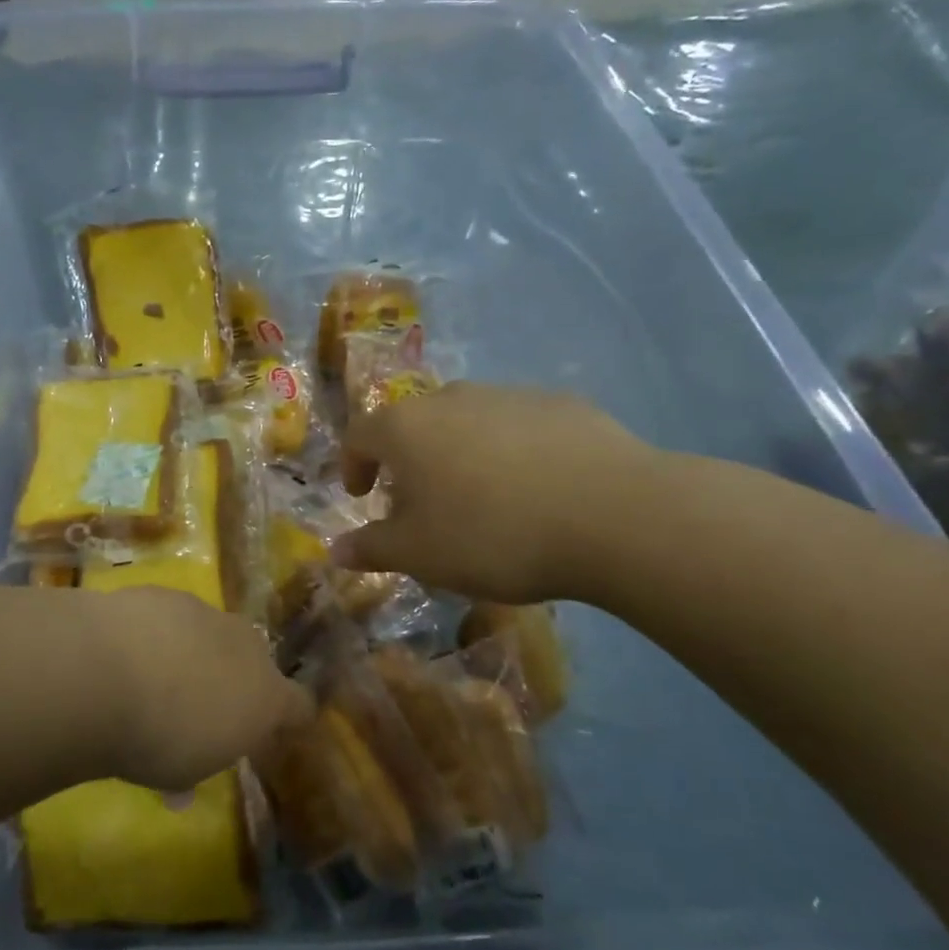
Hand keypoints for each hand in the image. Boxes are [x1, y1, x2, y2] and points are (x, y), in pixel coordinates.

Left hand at [90, 587, 312, 791]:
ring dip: (191, 651)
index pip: (298, 705)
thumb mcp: (180, 774)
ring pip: (209, 632)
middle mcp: (245, 646)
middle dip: (233, 678)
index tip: (266, 733)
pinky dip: (155, 631)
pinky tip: (124, 650)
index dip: (286, 719)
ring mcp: (204, 612)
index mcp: (265, 697)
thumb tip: (182, 790)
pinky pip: (169, 616)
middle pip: (253, 660)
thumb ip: (192, 770)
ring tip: (152, 676)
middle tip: (198, 704)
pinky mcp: (164, 592)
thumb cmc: (156, 738)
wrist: (104, 672)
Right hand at [334, 384, 660, 603]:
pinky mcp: (560, 403)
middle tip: (420, 503)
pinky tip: (534, 489)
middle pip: (413, 424)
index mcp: (406, 427)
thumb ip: (371, 548)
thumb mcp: (420, 554)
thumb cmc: (492, 534)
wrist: (613, 514)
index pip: (360, 435)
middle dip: (406, 462)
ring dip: (458, 453)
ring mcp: (509, 394)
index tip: (362, 495)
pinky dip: (508, 451)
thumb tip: (335, 550)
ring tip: (480, 499)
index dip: (353, 465)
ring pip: (466, 421)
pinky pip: (516, 426)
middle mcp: (451, 397)